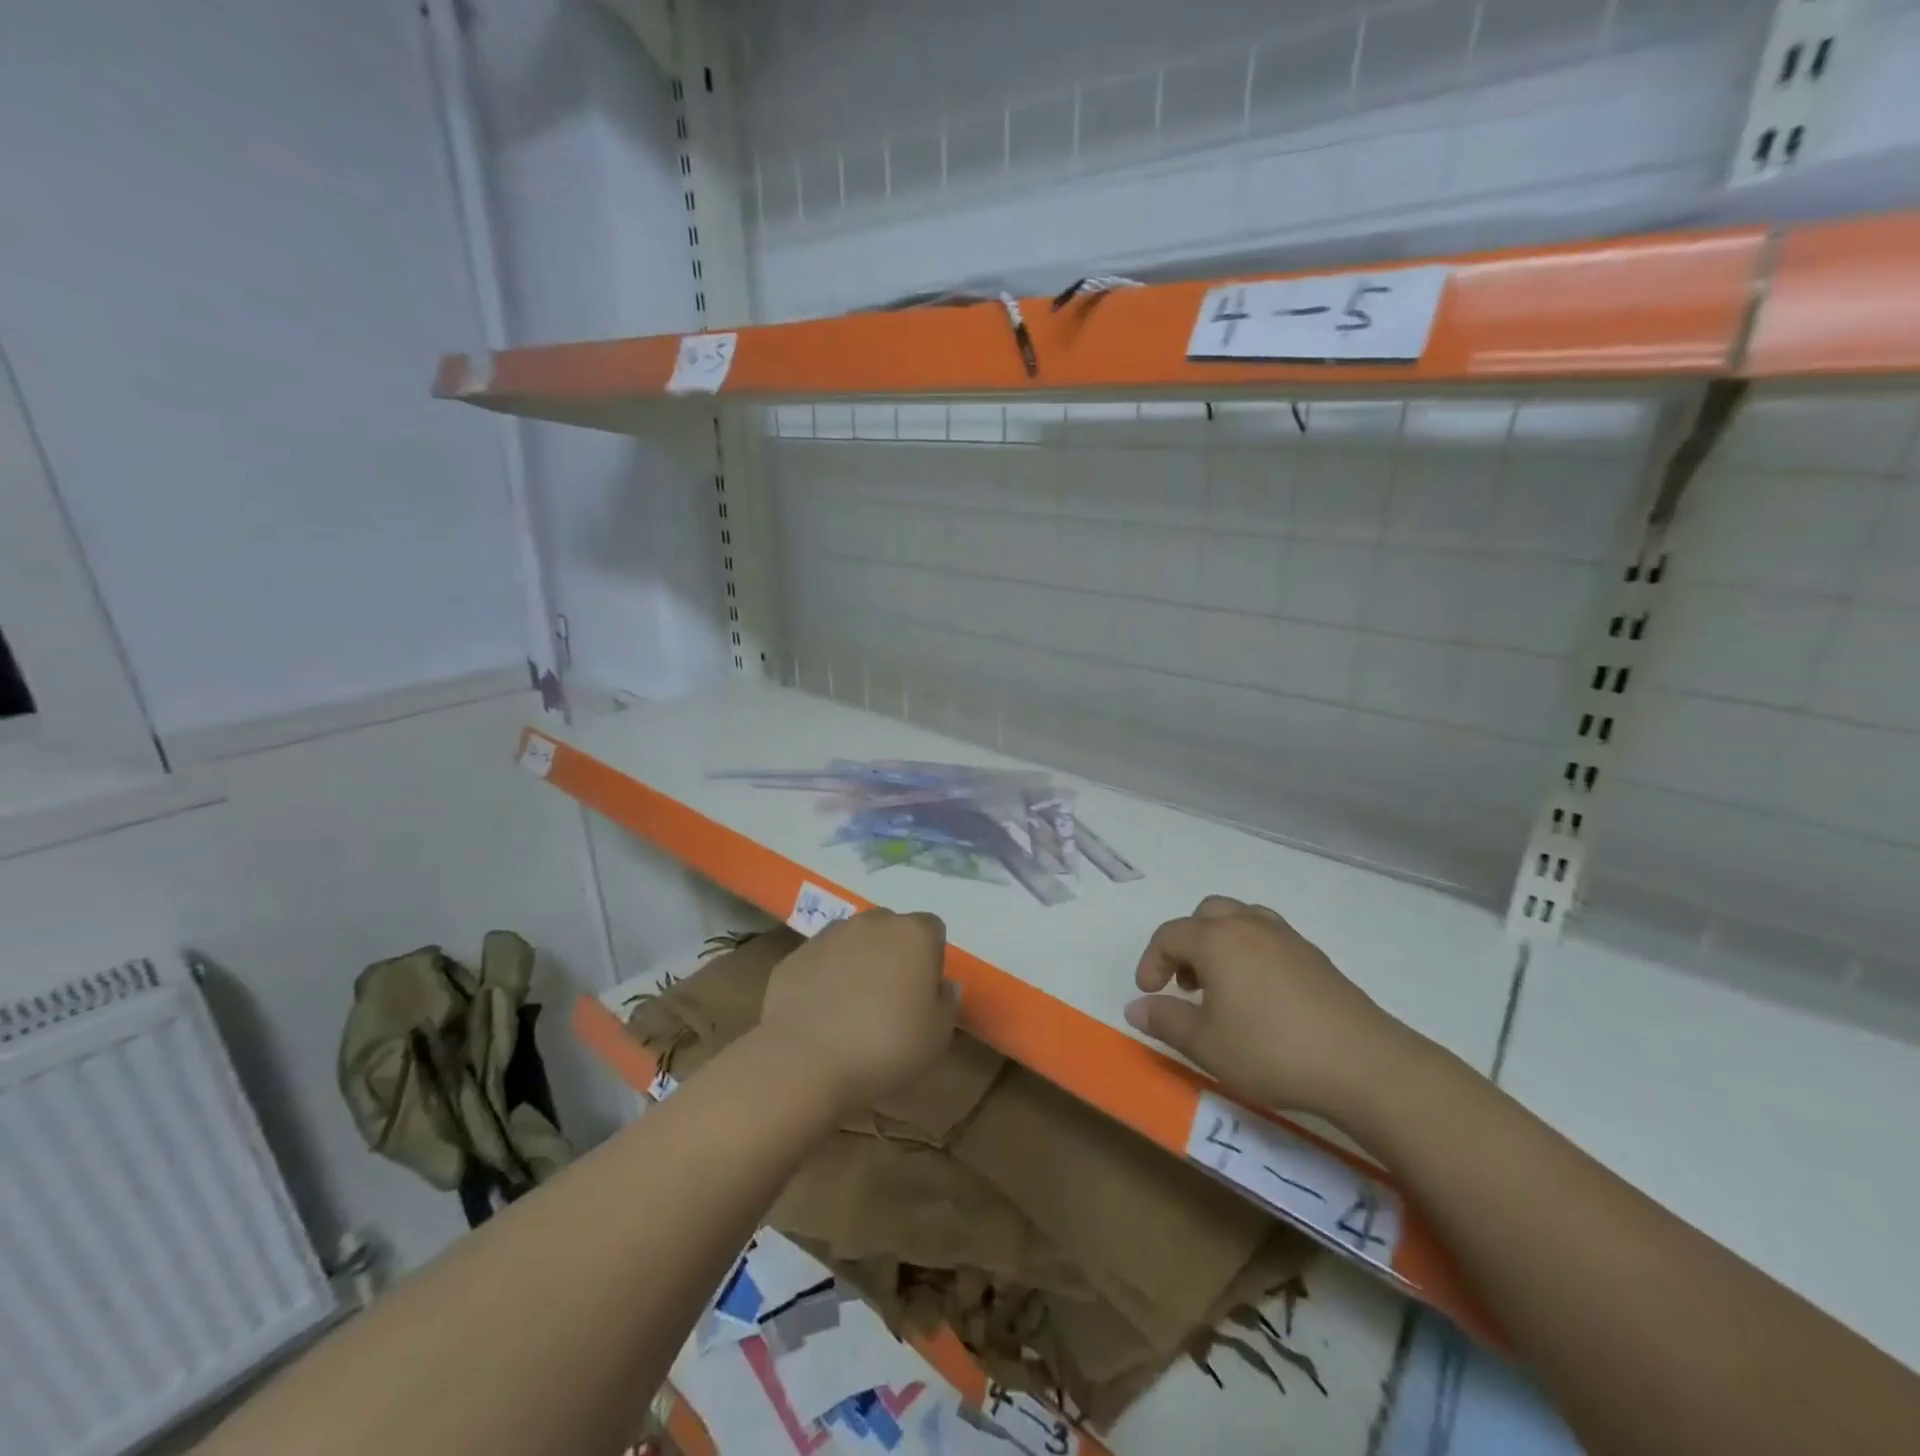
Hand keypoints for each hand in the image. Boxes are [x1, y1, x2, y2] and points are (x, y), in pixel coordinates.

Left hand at [758, 908, 957, 1112]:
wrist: (803, 1061)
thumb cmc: (885, 1047)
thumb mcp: (937, 1037)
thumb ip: (947, 1003)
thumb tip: (944, 985)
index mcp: (914, 934)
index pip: (932, 930)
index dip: (930, 960)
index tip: (923, 995)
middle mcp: (872, 922)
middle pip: (891, 930)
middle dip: (893, 956)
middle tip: (889, 1001)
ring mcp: (829, 935)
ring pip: (853, 942)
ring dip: (857, 964)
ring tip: (851, 1010)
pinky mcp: (795, 955)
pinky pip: (820, 962)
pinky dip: (823, 979)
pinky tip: (820, 1016)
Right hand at [1125, 895, 1411, 1118]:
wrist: (1362, 1064)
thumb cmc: (1270, 1050)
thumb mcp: (1206, 1044)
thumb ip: (1165, 1021)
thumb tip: (1135, 1008)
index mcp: (1216, 939)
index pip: (1169, 936)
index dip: (1151, 962)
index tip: (1148, 993)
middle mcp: (1248, 925)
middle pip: (1206, 915)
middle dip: (1186, 944)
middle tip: (1185, 984)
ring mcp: (1286, 937)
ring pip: (1240, 919)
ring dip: (1220, 943)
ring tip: (1221, 985)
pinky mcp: (1314, 956)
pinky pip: (1268, 937)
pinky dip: (1250, 952)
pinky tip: (1259, 994)